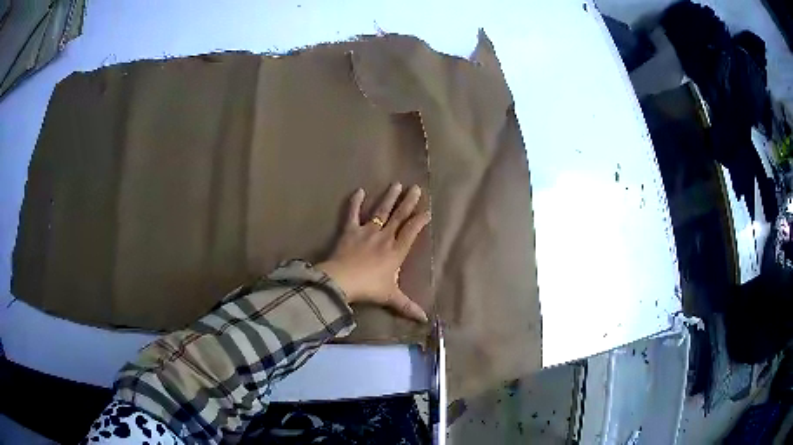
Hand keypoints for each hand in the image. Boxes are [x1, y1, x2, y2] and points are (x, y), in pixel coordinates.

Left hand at [316, 183, 430, 322]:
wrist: (343, 280)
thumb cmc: (369, 288)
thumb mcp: (391, 297)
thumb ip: (408, 306)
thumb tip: (425, 320)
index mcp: (396, 251)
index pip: (411, 232)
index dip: (420, 220)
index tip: (427, 210)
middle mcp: (384, 236)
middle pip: (399, 216)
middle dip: (409, 202)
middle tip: (416, 188)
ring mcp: (367, 231)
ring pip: (381, 211)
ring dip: (389, 197)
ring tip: (397, 184)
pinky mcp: (350, 230)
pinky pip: (352, 213)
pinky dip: (355, 202)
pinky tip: (359, 190)